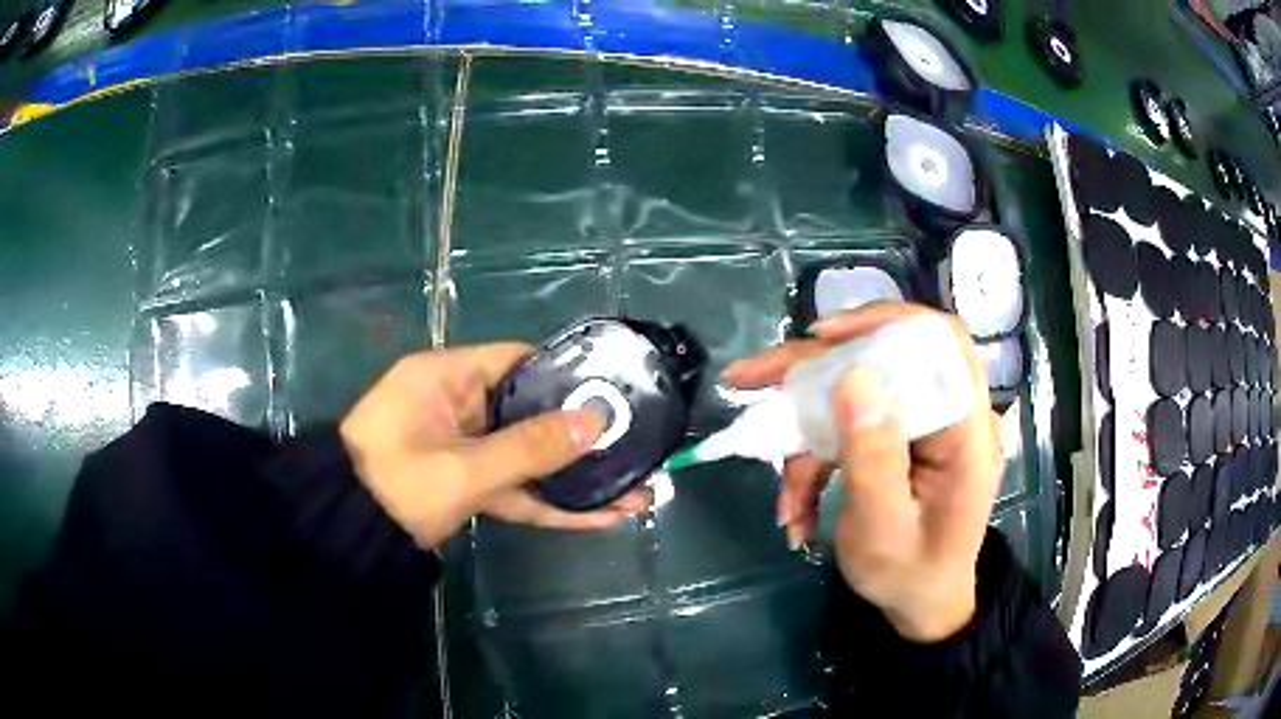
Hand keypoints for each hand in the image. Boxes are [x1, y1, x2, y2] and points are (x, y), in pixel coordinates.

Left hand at [340, 343, 649, 549]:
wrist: (348, 536)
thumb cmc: (397, 484)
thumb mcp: (465, 468)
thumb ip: (531, 447)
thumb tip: (596, 420)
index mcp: (448, 378)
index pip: (517, 360)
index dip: (564, 372)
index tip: (609, 390)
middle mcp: (458, 406)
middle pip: (529, 412)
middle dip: (581, 438)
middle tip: (634, 446)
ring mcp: (463, 448)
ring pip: (526, 457)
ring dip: (573, 479)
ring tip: (634, 493)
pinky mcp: (465, 483)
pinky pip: (513, 487)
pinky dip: (548, 503)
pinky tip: (599, 518)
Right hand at [723, 303, 1002, 642]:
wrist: (921, 602)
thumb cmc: (910, 576)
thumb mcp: (883, 532)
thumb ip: (873, 460)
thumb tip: (853, 376)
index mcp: (967, 432)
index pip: (940, 343)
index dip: (885, 322)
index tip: (823, 337)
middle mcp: (950, 415)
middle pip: (884, 359)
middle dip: (813, 373)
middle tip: (751, 379)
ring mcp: (923, 425)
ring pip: (857, 394)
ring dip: (805, 434)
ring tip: (779, 491)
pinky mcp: (900, 437)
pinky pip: (850, 426)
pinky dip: (814, 457)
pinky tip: (795, 502)